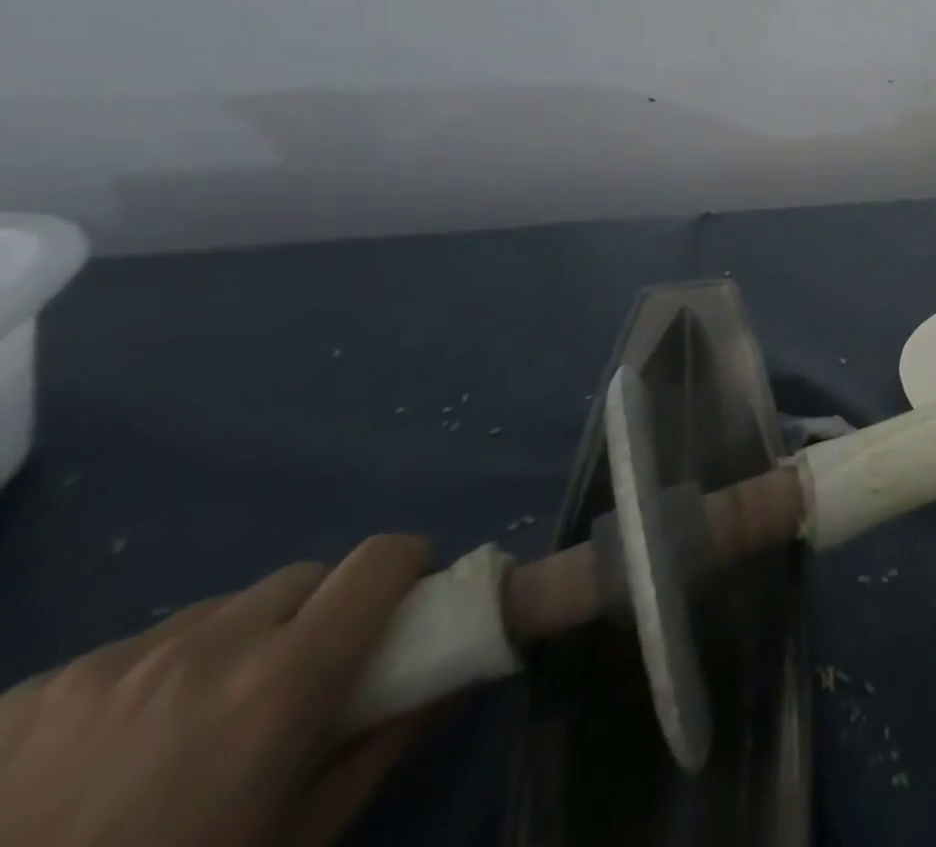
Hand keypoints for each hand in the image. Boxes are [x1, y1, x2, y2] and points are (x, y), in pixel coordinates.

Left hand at [0, 535, 432, 846]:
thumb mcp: (296, 842)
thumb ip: (385, 743)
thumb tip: (454, 674)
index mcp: (284, 677)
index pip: (383, 557)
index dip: (406, 569)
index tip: (403, 605)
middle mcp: (209, 644)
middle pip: (303, 578)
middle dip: (317, 614)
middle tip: (294, 684)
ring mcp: (110, 663)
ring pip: (217, 612)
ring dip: (231, 646)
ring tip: (184, 733)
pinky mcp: (28, 691)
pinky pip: (127, 654)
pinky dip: (145, 683)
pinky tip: (97, 762)